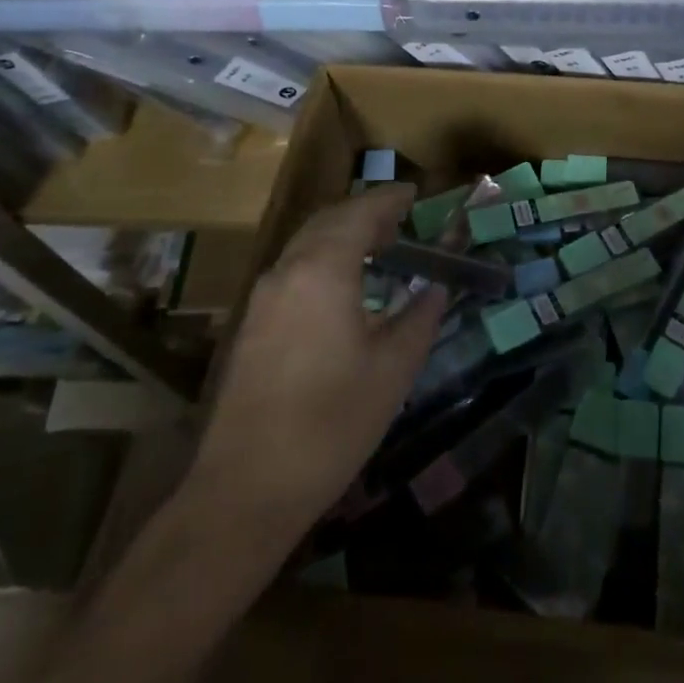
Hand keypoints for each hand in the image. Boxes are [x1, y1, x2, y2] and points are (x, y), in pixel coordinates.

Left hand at [191, 185, 444, 537]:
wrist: (246, 488)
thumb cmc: (332, 423)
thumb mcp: (393, 370)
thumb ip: (420, 317)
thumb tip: (437, 288)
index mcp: (323, 269)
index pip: (360, 212)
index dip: (390, 199)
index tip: (415, 194)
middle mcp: (287, 270)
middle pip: (328, 219)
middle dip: (365, 212)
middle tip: (401, 220)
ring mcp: (263, 297)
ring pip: (307, 242)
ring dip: (342, 234)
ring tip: (379, 248)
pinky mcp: (252, 324)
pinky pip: (293, 268)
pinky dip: (323, 258)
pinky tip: (344, 286)